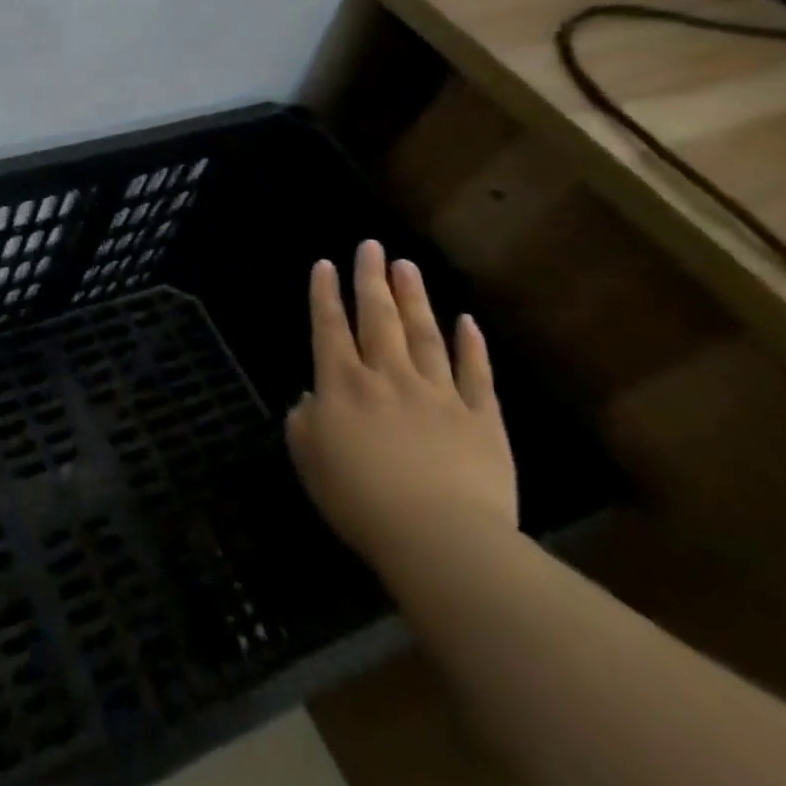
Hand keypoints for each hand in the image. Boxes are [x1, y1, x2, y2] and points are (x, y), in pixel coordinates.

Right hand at [285, 240, 516, 579]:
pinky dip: (471, 346)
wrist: (440, 538)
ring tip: (407, 266)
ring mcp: (438, 394)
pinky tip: (467, 321)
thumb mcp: (309, 459)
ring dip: (414, 298)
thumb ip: (304, 421)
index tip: (324, 263)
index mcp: (341, 384)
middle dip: (371, 279)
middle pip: (378, 318)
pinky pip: (476, 374)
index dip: (324, 294)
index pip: (329, 327)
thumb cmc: (360, 500)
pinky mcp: (481, 420)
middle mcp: (387, 376)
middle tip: (371, 246)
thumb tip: (312, 398)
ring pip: (424, 335)